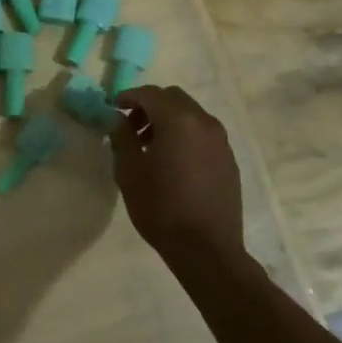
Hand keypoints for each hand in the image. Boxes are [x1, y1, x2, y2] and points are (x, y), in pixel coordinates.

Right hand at [107, 85, 244, 257]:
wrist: (206, 249)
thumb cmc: (161, 207)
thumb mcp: (129, 171)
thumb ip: (121, 137)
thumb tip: (118, 119)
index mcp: (178, 121)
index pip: (149, 94)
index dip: (128, 97)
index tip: (112, 109)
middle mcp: (203, 122)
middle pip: (173, 98)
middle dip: (149, 105)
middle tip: (130, 127)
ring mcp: (220, 141)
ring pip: (190, 114)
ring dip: (168, 119)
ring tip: (150, 146)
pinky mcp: (228, 159)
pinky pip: (202, 133)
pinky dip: (184, 134)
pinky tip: (173, 161)